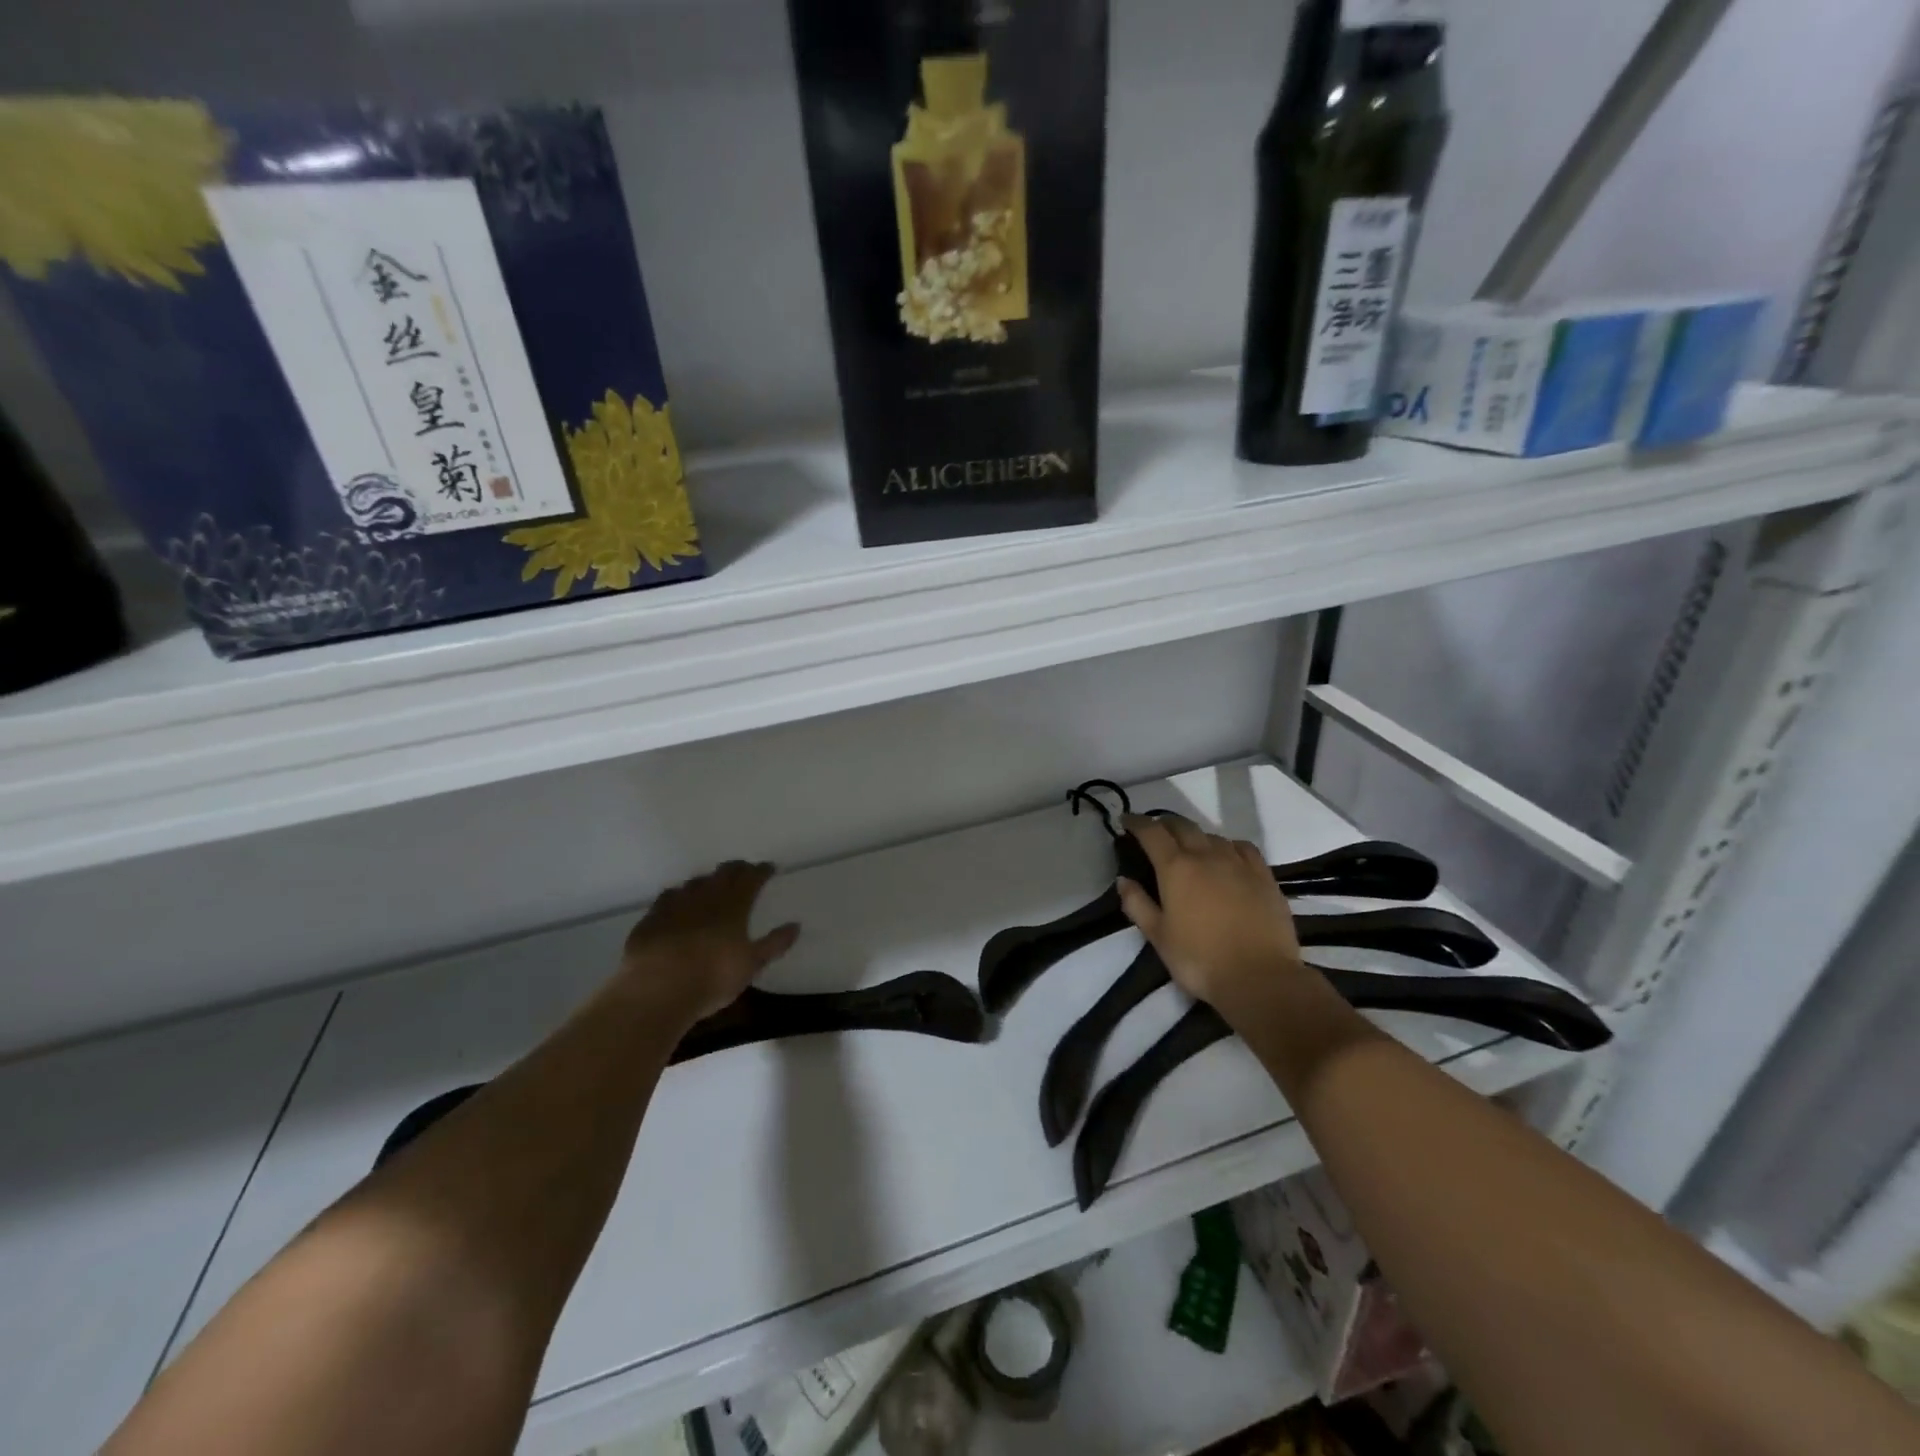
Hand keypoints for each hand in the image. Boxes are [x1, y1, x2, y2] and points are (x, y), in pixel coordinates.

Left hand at [618, 861, 800, 1025]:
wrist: (657, 989)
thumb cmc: (712, 977)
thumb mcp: (751, 965)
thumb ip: (774, 944)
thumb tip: (796, 925)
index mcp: (734, 906)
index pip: (751, 878)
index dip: (761, 871)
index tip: (768, 868)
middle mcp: (706, 897)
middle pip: (723, 873)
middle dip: (736, 868)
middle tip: (744, 870)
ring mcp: (676, 904)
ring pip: (695, 882)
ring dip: (707, 880)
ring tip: (712, 884)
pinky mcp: (652, 918)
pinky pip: (668, 897)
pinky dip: (678, 894)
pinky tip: (677, 901)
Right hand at [1116, 814, 1303, 1017]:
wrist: (1260, 978)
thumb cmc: (1200, 960)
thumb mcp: (1158, 936)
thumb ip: (1137, 904)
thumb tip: (1123, 879)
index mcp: (1176, 868)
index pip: (1152, 832)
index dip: (1136, 822)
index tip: (1126, 820)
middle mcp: (1206, 855)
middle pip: (1182, 825)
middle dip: (1165, 824)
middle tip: (1155, 834)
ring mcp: (1238, 863)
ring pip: (1212, 835)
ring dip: (1195, 836)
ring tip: (1190, 848)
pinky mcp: (1264, 876)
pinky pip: (1243, 847)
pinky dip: (1228, 845)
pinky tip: (1228, 857)